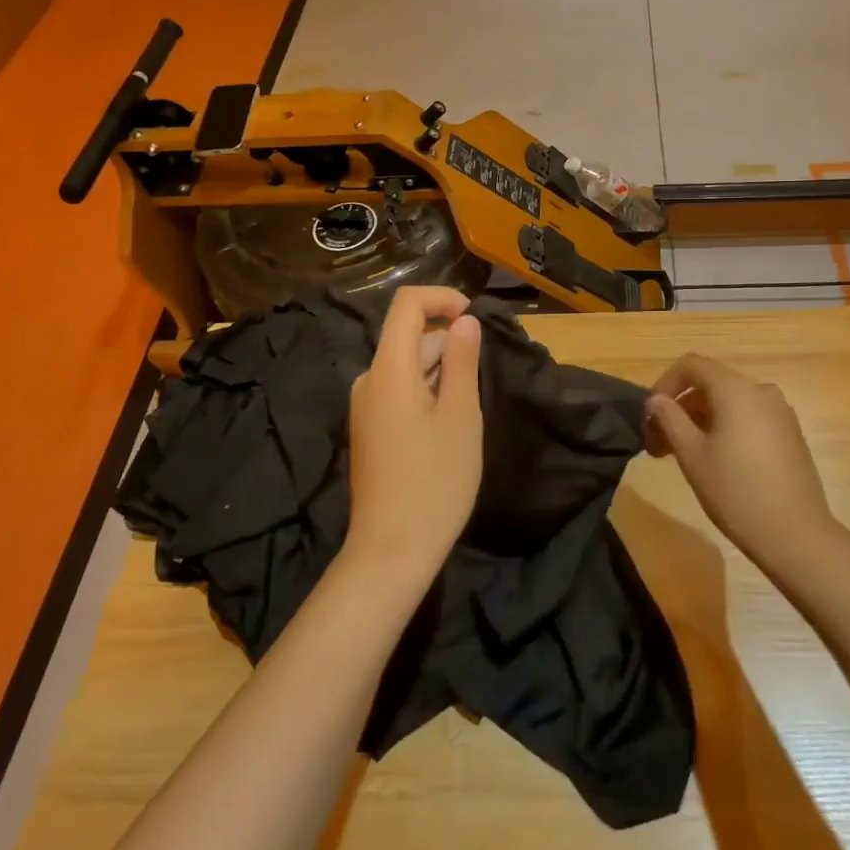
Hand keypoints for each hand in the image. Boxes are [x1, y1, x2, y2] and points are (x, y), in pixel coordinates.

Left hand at [345, 286, 483, 584]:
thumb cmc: (435, 480)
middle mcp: (369, 380)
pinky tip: (450, 422)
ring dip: (442, 369)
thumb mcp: (461, 415)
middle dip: (449, 340)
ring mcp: (366, 406)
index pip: (406, 305)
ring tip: (471, 404)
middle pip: (408, 336)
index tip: (475, 319)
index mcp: (389, 369)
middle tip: (484, 374)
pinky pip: (399, 390)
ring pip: (407, 365)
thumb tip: (465, 321)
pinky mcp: (370, 429)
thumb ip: (462, 360)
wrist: (391, 551)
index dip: (442, 299)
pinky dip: (427, 389)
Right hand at [646, 354, 837, 569]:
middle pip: (710, 384)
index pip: (691, 365)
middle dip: (681, 409)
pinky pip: (749, 418)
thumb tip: (657, 400)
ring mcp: (780, 413)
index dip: (665, 384)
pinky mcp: (790, 435)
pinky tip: (716, 462)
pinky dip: (726, 429)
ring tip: (682, 456)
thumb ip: (670, 419)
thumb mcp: (692, 455)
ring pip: (730, 403)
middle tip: (658, 445)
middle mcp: (761, 391)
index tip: (650, 416)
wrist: (796, 535)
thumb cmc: (736, 491)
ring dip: (701, 421)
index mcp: (736, 389)